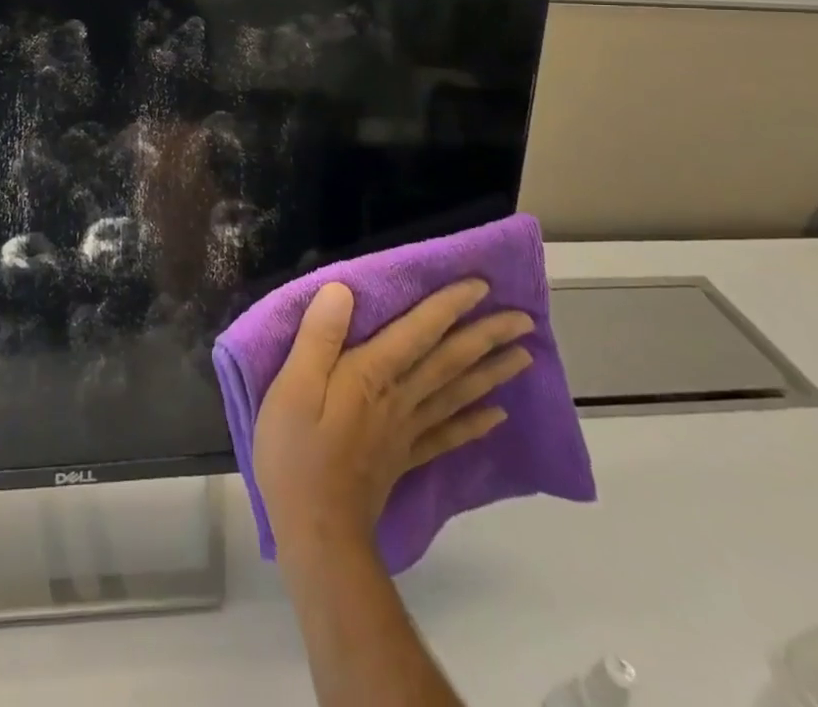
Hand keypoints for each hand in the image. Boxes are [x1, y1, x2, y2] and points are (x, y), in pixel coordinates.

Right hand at [252, 279, 535, 560]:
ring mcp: (406, 430)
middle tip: (524, 320)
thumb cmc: (295, 450)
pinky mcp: (405, 458)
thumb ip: (318, 338)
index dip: (448, 306)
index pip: (418, 332)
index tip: (481, 285)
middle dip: (486, 337)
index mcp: (371, 375)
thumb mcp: (293, 387)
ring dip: (492, 372)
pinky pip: (448, 435)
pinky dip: (475, 422)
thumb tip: (341, 291)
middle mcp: (399, 398)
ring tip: (524, 356)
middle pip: (449, 362)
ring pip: (457, 394)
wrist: (316, 531)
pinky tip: (497, 415)